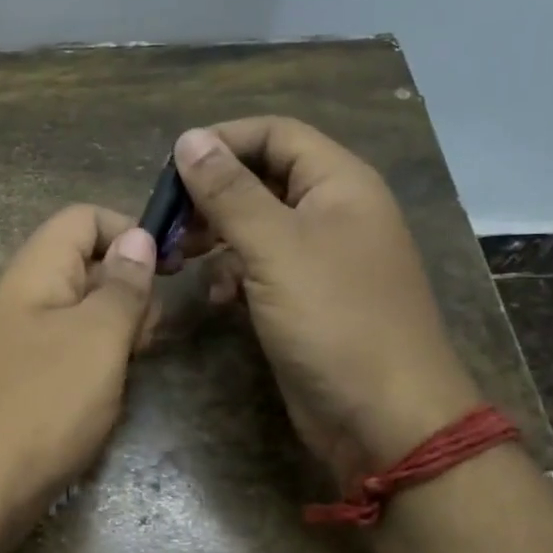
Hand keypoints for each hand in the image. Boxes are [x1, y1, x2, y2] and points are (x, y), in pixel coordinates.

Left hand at [0, 205, 156, 552]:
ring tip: (127, 373)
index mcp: (32, 272)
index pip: (82, 218)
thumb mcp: (96, 339)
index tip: (170, 270)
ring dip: (113, 337)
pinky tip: (101, 402)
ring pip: (76, 318)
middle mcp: (17, 300)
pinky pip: (61, 359)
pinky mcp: (12, 387)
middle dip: (127, 292)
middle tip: (148, 338)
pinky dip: (90, 370)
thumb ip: (122, 287)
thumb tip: (138, 237)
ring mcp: (11, 346)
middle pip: (82, 267)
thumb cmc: (38, 408)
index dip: (129, 231)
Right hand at [170, 118, 480, 476]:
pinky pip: (261, 268)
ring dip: (216, 236)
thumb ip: (229, 192)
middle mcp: (332, 212)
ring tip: (179, 257)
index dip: (223, 141)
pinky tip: (217, 298)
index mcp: (339, 184)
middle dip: (211, 195)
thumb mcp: (274, 248)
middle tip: (168, 222)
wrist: (384, 419)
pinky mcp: (305, 298)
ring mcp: (320, 258)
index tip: (171, 169)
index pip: (275, 134)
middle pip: (262, 178)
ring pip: (256, 225)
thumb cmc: (334, 320)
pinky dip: (233, 275)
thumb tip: (189, 138)